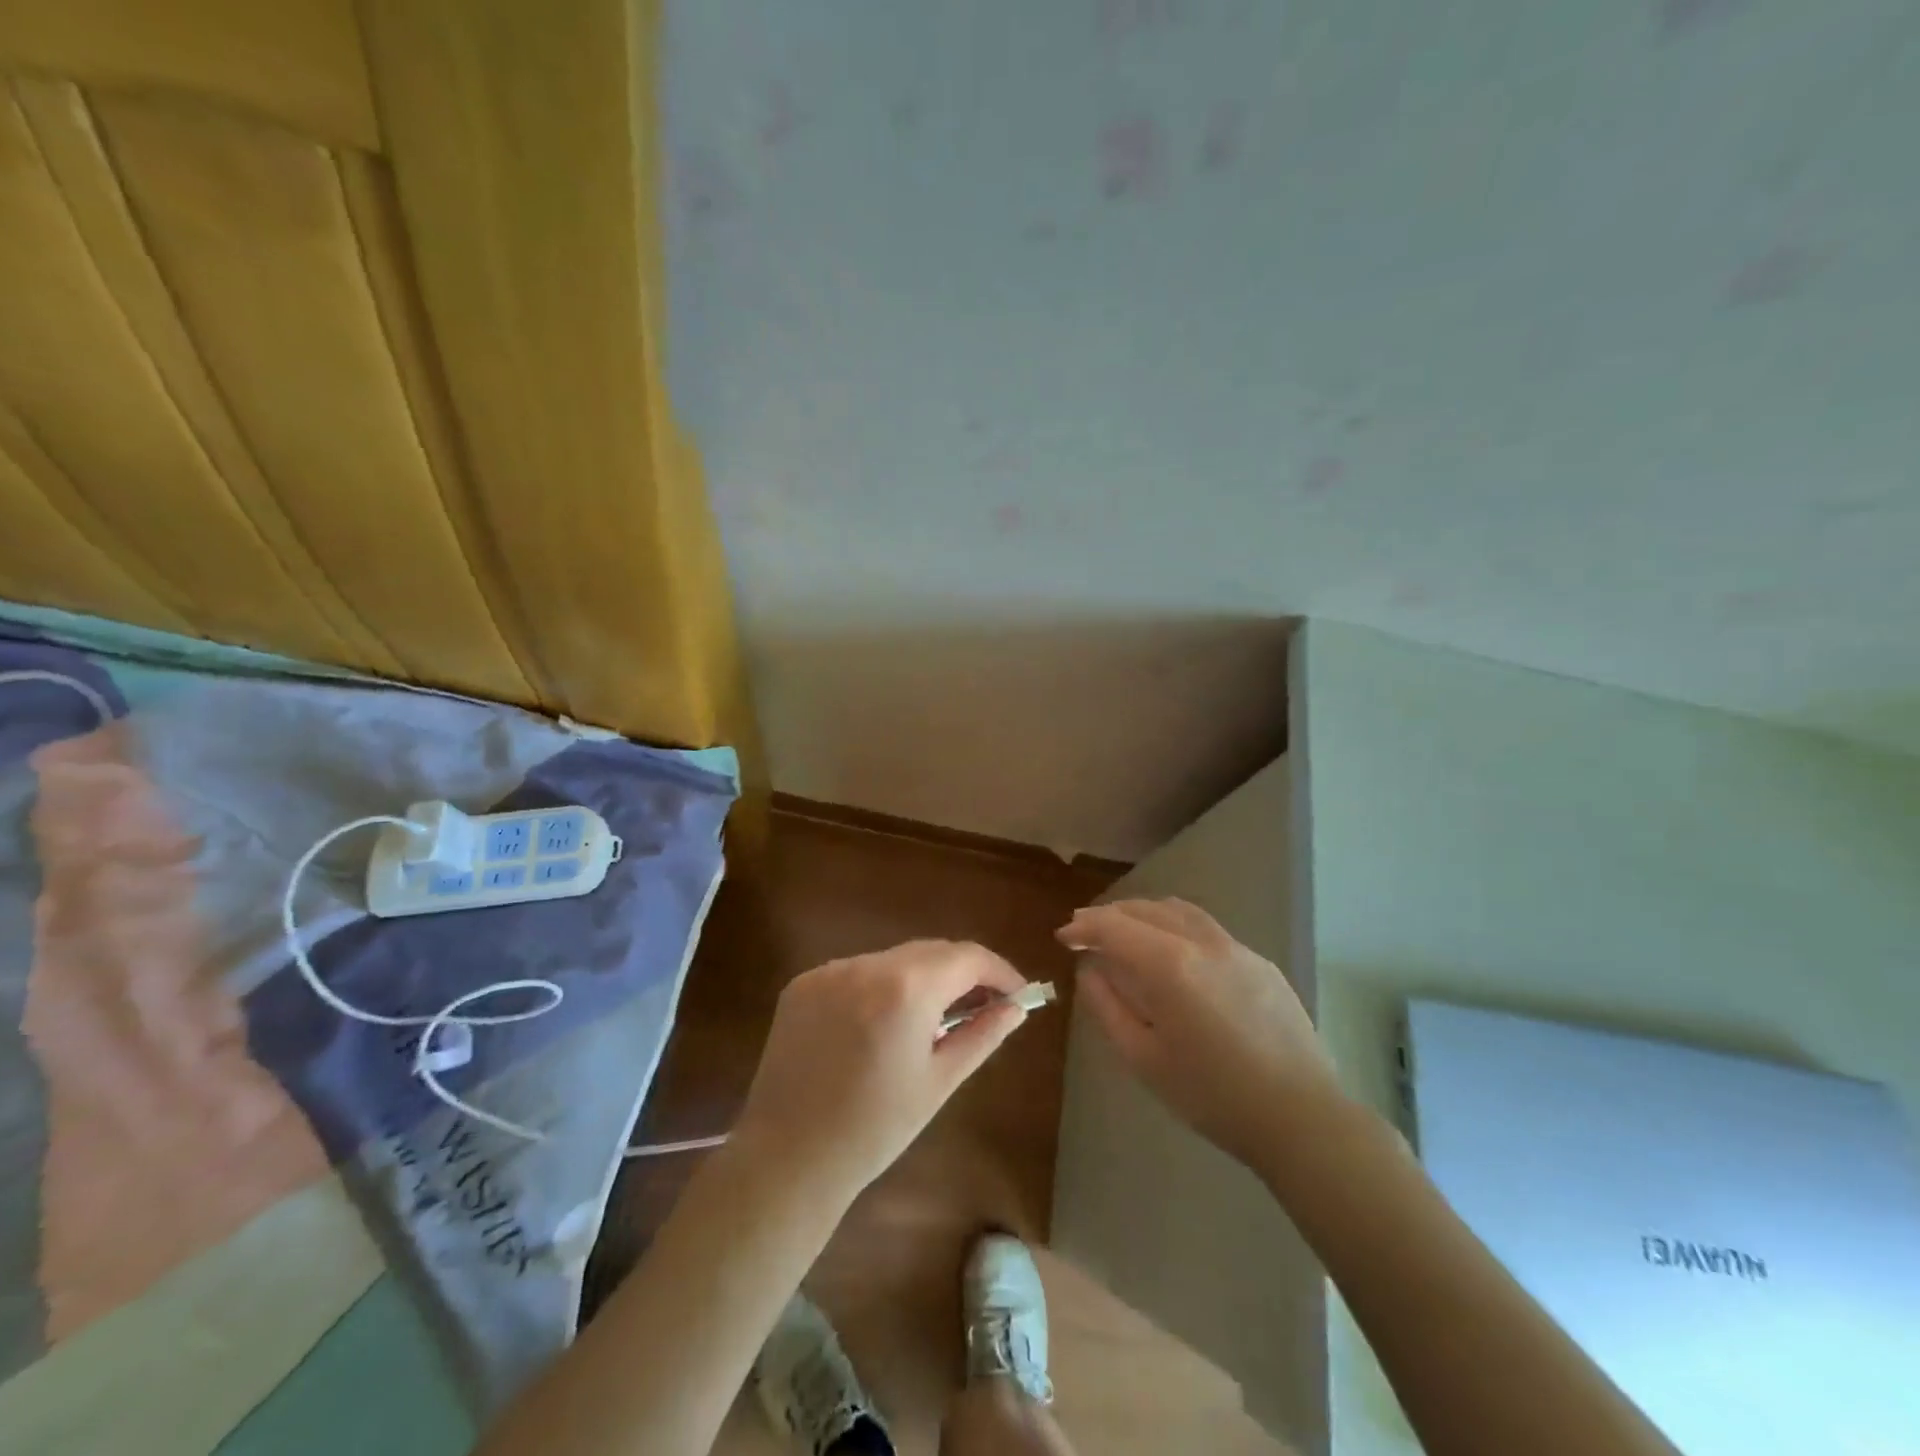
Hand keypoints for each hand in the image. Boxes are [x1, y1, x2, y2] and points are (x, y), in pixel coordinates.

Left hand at [732, 940, 1031, 1204]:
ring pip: (893, 959)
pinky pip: (857, 972)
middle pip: (931, 951)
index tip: (1016, 994)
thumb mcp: (939, 1082)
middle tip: (982, 1006)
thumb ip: (982, 1035)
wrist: (787, 1158)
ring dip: (920, 978)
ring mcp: (830, 971)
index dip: (999, 970)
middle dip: (962, 973)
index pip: (967, 956)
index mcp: (906, 988)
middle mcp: (867, 965)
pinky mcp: (802, 984)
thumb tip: (1016, 1007)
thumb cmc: (875, 1128)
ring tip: (930, 1021)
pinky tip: (880, 1025)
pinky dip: (879, 987)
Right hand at [1059, 898, 1344, 1170]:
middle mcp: (1202, 942)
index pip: (1114, 926)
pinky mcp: (1260, 962)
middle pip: (1144, 909)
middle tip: (1084, 930)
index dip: (1083, 926)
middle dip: (1108, 915)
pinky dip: (1174, 926)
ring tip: (1124, 931)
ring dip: (1142, 913)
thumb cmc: (1212, 1095)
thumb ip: (1107, 1006)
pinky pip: (1206, 928)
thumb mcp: (1143, 1058)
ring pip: (1178, 911)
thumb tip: (1090, 970)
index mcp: (1169, 965)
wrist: (1300, 1117)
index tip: (1063, 936)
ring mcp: (1236, 948)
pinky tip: (1172, 951)